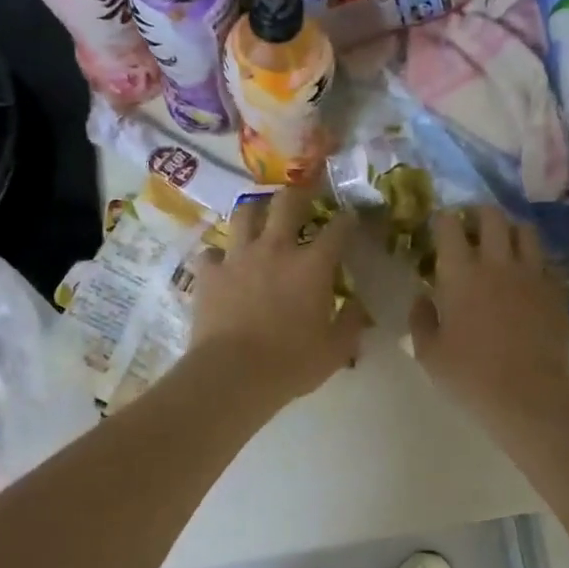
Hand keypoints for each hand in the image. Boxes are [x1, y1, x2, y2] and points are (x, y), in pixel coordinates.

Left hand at [190, 185, 366, 405]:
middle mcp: (276, 249)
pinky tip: (223, 262)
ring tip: (260, 216)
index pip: (338, 228)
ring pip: (245, 214)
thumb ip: (352, 322)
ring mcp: (238, 257)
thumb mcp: (336, 350)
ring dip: (255, 211)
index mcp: (312, 265)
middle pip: (288, 203)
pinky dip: (219, 254)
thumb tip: (359, 306)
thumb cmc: (291, 363)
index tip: (352, 217)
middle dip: (300, 193)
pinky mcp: (209, 273)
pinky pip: (211, 252)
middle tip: (305, 195)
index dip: (348, 219)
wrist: (233, 374)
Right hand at [409, 206, 568, 426]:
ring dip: (510, 231)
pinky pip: (548, 262)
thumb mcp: (428, 352)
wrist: (527, 395)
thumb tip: (423, 298)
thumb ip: (421, 319)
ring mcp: (532, 274)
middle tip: (471, 228)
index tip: (439, 228)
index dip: (443, 220)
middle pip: (491, 216)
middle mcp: (497, 263)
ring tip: (503, 246)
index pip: (449, 225)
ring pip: (525, 231)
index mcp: (460, 273)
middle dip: (478, 214)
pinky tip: (529, 278)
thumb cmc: (469, 376)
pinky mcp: (557, 291)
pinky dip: (536, 263)